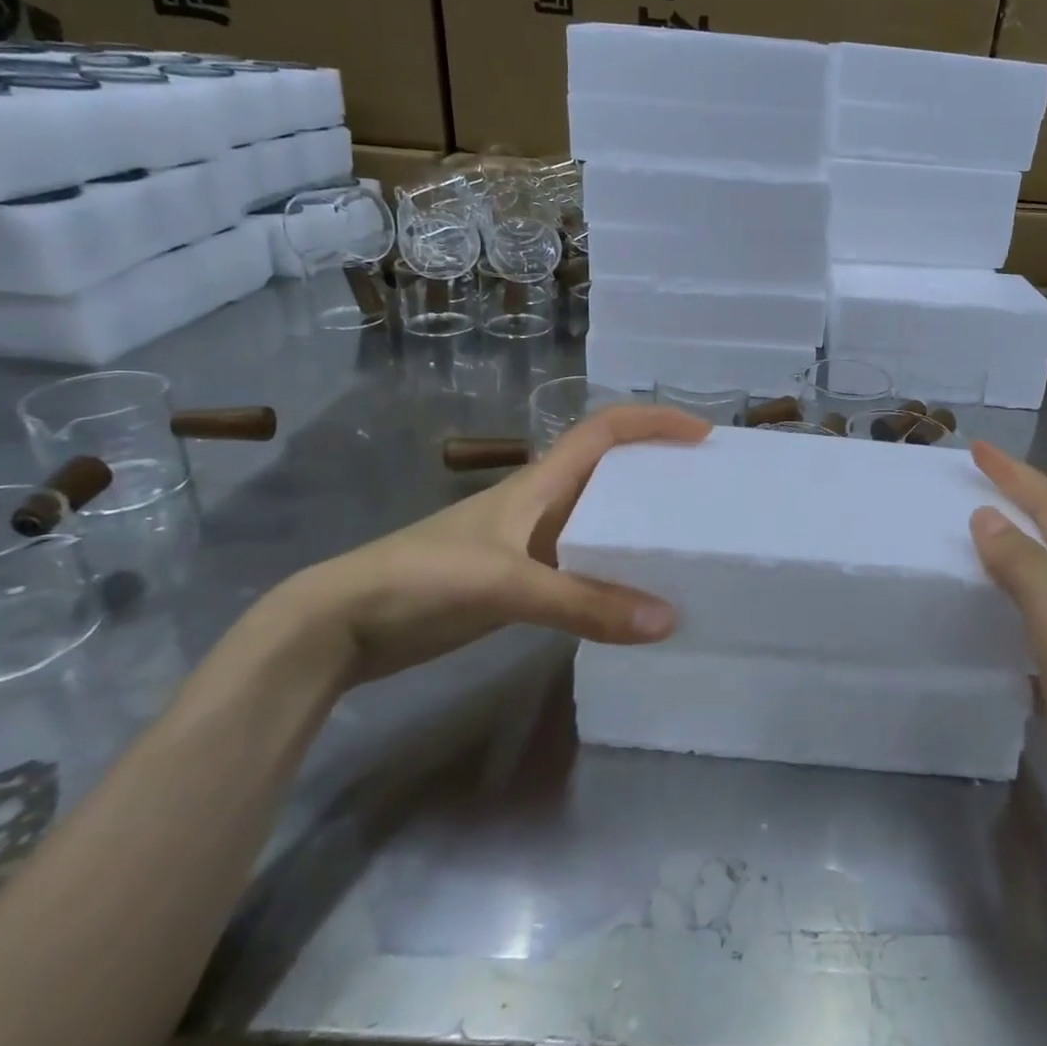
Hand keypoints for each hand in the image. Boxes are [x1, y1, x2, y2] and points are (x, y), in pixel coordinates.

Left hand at [270, 404, 710, 685]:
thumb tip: (669, 620)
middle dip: (658, 468)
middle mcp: (540, 503)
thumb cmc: (421, 580)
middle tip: (705, 491)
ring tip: (686, 541)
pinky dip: (615, 569)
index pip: (605, 431)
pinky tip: (636, 594)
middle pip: (609, 470)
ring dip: (638, 521)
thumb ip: (585, 603)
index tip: (702, 435)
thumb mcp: (506, 585)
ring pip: (598, 518)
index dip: (653, 422)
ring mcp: (528, 543)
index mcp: (539, 483)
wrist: (340, 624)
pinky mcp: (519, 580)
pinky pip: (584, 562)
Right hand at [966, 441, 1046, 886]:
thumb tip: (987, 517)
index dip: (1019, 476)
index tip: (976, 448)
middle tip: (971, 486)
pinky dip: (1016, 609)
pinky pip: (1043, 630)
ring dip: (1018, 551)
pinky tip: (994, 629)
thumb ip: (1029, 575)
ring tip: (973, 543)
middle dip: (1021, 501)